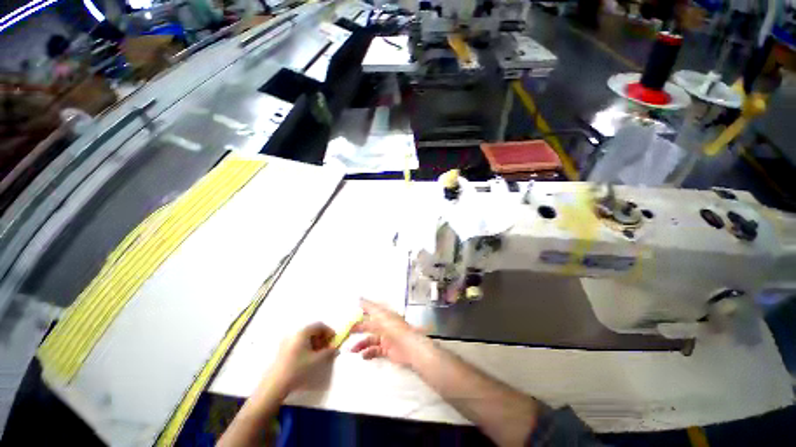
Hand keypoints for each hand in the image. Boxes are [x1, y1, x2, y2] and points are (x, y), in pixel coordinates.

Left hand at [268, 322, 337, 393]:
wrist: (275, 384)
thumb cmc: (298, 368)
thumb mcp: (317, 360)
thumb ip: (328, 352)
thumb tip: (336, 349)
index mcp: (303, 332)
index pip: (319, 325)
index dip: (328, 331)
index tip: (334, 340)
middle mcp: (294, 333)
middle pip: (312, 330)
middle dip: (322, 338)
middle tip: (327, 348)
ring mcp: (287, 341)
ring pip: (305, 337)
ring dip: (314, 343)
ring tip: (318, 354)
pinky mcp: (282, 349)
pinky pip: (298, 342)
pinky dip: (306, 346)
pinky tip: (308, 358)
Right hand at [351, 298, 430, 367]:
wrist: (409, 348)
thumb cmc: (395, 329)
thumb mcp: (381, 317)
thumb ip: (370, 308)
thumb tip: (359, 298)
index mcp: (385, 315)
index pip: (373, 309)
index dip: (363, 309)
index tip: (352, 310)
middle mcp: (385, 325)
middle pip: (370, 325)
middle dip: (359, 329)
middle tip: (347, 332)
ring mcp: (386, 338)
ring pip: (370, 339)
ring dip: (361, 344)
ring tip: (352, 350)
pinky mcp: (387, 350)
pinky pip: (375, 350)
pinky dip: (368, 352)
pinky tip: (363, 355)